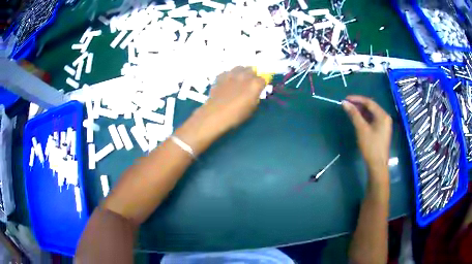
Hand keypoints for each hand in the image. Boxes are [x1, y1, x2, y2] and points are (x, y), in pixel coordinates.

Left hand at [175, 66, 265, 155]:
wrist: (215, 114)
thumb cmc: (236, 115)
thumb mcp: (252, 108)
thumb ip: (255, 97)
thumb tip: (254, 93)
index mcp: (255, 84)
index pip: (263, 79)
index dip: (261, 84)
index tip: (259, 89)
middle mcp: (245, 75)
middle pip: (252, 70)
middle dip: (252, 75)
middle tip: (248, 84)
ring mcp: (232, 74)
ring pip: (240, 68)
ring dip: (241, 72)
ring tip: (238, 80)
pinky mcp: (221, 76)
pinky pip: (228, 72)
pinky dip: (229, 76)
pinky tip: (226, 83)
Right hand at [342, 95, 391, 176]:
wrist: (377, 165)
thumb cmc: (371, 146)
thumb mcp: (361, 129)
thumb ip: (354, 114)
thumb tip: (344, 103)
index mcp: (382, 115)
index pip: (369, 102)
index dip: (357, 99)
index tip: (346, 99)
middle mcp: (385, 117)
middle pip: (371, 107)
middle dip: (358, 105)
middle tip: (347, 105)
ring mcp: (384, 124)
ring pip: (371, 113)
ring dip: (361, 111)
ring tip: (350, 111)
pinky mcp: (381, 130)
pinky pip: (372, 119)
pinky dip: (364, 118)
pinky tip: (357, 119)